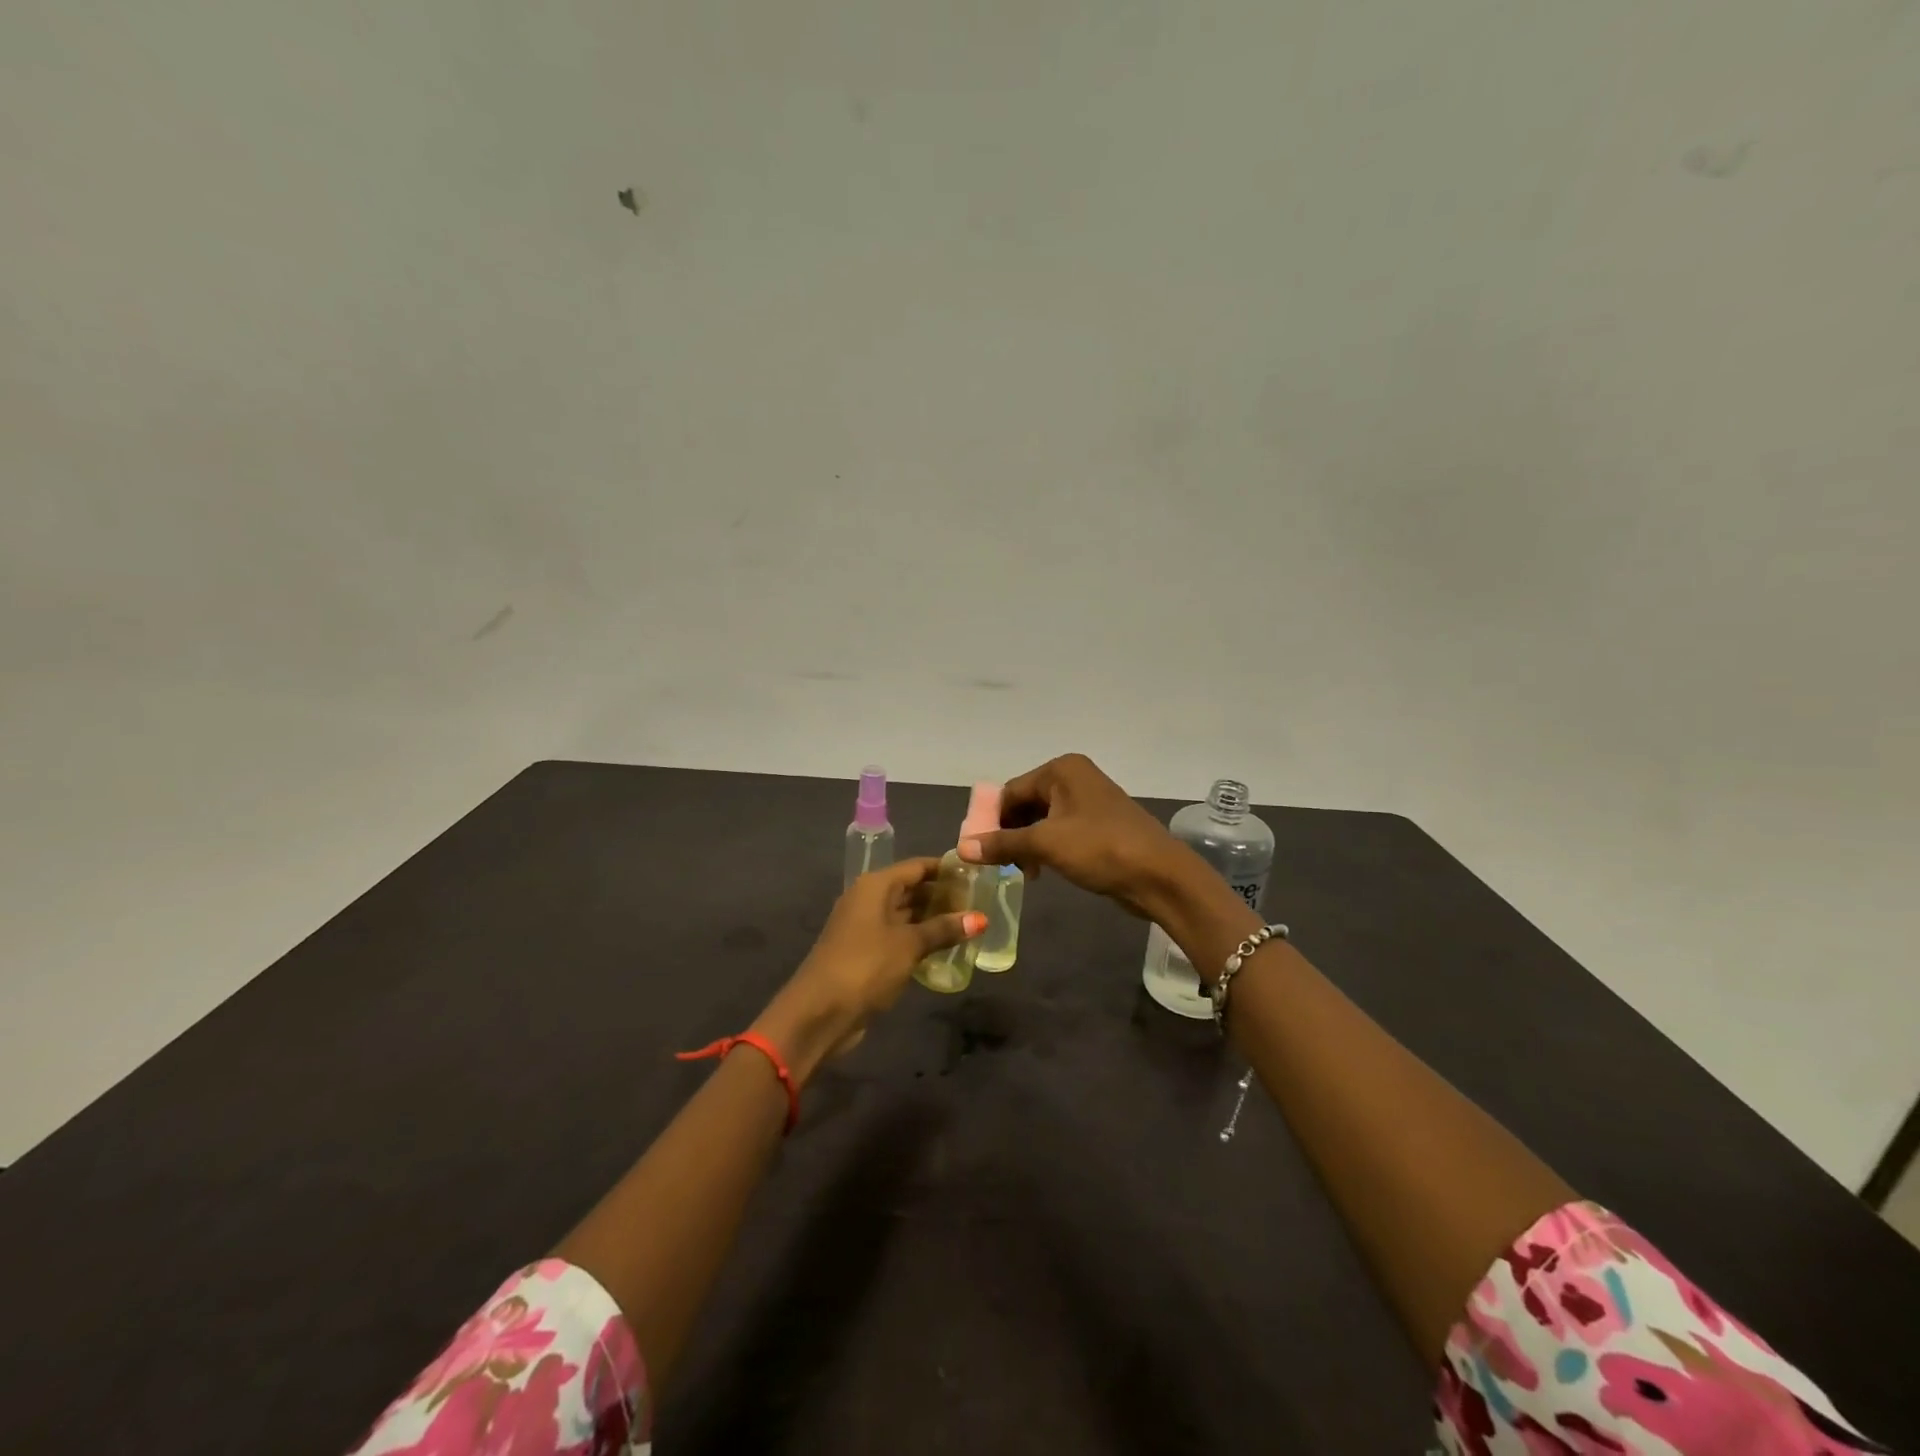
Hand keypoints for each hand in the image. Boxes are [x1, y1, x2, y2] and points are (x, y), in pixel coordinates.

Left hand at [754, 858, 983, 1082]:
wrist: (819, 1013)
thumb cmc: (865, 966)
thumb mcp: (909, 945)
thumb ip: (943, 929)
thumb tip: (980, 918)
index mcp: (875, 886)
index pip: (917, 867)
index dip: (946, 869)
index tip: (976, 874)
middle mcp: (868, 899)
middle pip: (911, 889)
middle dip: (943, 896)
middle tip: (980, 903)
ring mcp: (865, 927)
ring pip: (906, 915)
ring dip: (933, 920)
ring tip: (970, 925)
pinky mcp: (866, 953)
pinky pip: (899, 937)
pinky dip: (920, 940)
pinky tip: (946, 949)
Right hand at [957, 753, 1180, 918]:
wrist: (1159, 875)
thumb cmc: (1100, 848)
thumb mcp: (1045, 844)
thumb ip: (1002, 844)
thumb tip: (963, 847)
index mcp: (1061, 770)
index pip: (1010, 791)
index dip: (991, 821)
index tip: (979, 851)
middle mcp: (1074, 778)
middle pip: (1025, 803)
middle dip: (1010, 834)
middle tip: (1002, 865)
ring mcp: (1088, 801)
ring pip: (1042, 820)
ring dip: (1027, 845)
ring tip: (1024, 872)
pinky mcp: (1099, 824)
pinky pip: (1060, 831)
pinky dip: (1046, 848)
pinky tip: (1043, 871)